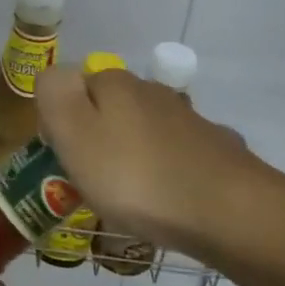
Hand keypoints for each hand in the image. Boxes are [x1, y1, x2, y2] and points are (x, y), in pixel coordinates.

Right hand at [35, 65, 269, 256]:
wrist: (229, 211)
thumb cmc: (136, 176)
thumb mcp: (75, 134)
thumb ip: (55, 95)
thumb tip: (55, 74)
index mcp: (115, 84)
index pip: (75, 88)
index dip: (63, 122)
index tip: (62, 160)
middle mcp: (152, 92)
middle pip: (110, 109)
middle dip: (98, 140)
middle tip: (91, 185)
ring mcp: (188, 120)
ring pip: (144, 133)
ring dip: (132, 158)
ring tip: (129, 200)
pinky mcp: (214, 150)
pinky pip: (175, 158)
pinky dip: (165, 175)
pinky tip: (167, 202)